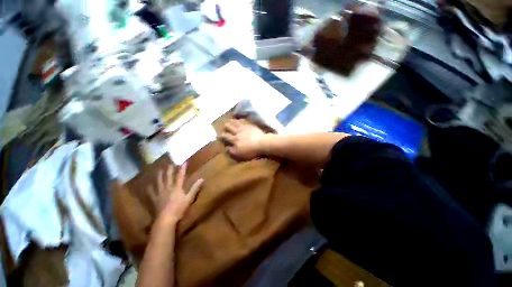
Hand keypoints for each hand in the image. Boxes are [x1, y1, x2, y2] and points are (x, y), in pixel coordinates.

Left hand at [148, 163, 203, 224]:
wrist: (165, 219)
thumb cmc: (179, 208)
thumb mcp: (189, 198)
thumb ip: (195, 188)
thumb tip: (202, 179)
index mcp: (177, 188)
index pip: (180, 176)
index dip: (182, 168)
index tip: (184, 162)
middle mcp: (168, 188)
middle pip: (168, 177)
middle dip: (169, 170)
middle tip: (169, 163)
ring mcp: (160, 193)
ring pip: (159, 182)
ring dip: (159, 175)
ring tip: (159, 170)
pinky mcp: (155, 199)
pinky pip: (151, 192)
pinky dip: (150, 189)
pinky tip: (148, 185)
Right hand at [219, 119, 268, 160]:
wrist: (262, 143)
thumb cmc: (250, 151)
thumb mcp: (238, 154)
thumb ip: (231, 151)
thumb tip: (225, 147)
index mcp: (234, 140)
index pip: (225, 136)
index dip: (221, 135)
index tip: (219, 135)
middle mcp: (237, 132)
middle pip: (229, 127)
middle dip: (225, 127)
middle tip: (224, 126)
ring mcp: (244, 128)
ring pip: (235, 122)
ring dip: (231, 121)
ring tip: (230, 120)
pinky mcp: (250, 126)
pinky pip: (243, 121)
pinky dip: (240, 120)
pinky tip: (240, 119)